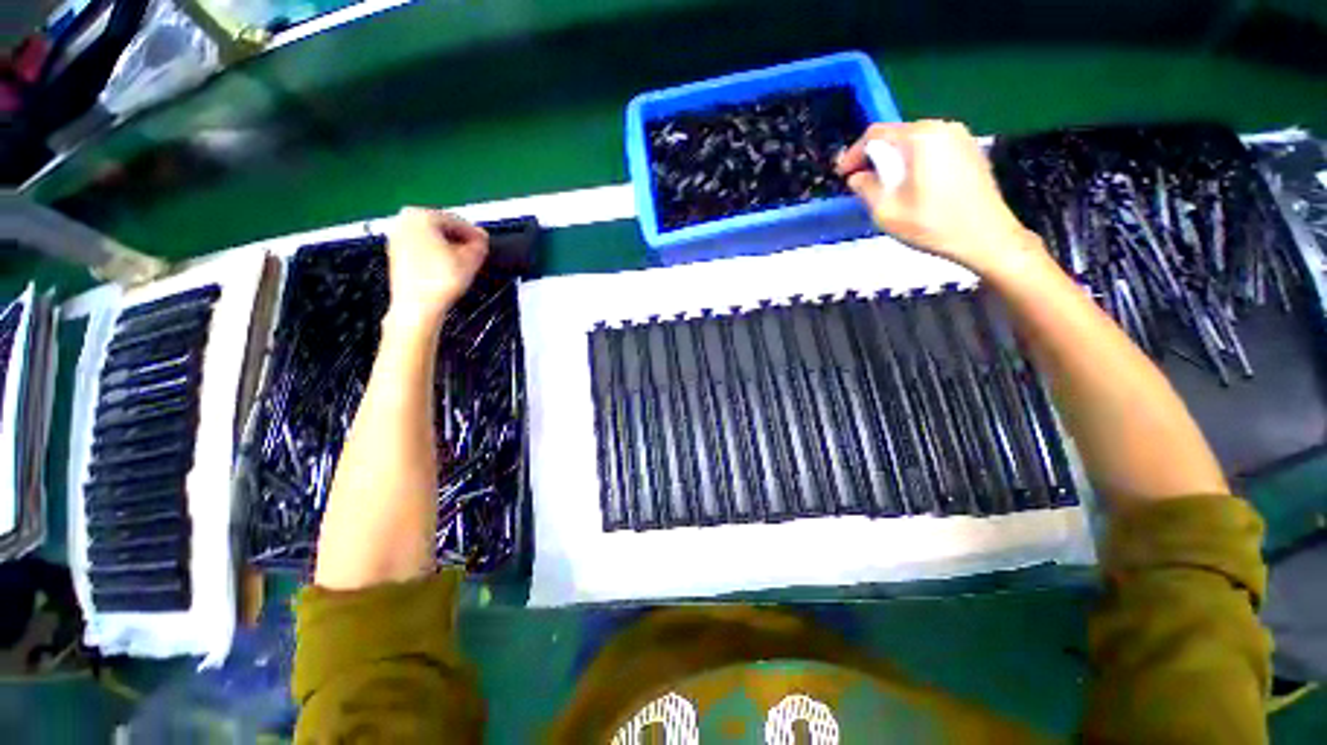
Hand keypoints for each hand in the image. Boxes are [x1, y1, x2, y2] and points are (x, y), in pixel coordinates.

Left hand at [385, 207, 488, 323]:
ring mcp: (397, 238)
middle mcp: (403, 222)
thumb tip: (481, 240)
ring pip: (432, 239)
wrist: (418, 307)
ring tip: (466, 262)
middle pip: (442, 228)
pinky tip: (449, 268)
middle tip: (477, 252)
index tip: (486, 243)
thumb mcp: (471, 259)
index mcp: (420, 215)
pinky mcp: (396, 255)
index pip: (457, 220)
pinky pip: (423, 249)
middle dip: (461, 240)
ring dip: (450, 248)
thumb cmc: (439, 281)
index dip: (475, 233)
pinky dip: (437, 255)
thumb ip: (480, 244)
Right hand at [836, 120, 1043, 277]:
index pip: (876, 134)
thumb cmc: (933, 225)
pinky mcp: (971, 150)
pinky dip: (915, 163)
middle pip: (897, 135)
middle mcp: (942, 128)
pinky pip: (933, 149)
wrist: (987, 237)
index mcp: (921, 138)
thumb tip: (857, 177)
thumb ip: (866, 189)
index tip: (842, 174)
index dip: (853, 153)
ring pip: (915, 143)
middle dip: (875, 157)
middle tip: (862, 182)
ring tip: (885, 188)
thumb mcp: (887, 211)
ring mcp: (961, 137)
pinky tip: (911, 187)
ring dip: (895, 161)